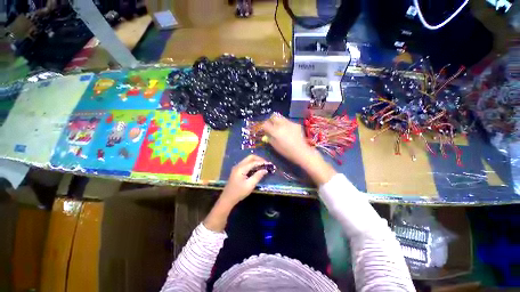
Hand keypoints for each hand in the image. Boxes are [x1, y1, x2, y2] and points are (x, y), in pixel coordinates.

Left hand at [220, 155, 268, 204]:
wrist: (227, 198)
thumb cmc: (239, 193)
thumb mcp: (250, 185)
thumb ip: (258, 176)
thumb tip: (265, 170)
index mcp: (241, 168)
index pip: (253, 162)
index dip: (262, 162)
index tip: (270, 164)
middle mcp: (239, 165)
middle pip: (250, 157)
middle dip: (259, 159)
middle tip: (266, 164)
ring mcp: (237, 167)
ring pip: (248, 160)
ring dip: (256, 161)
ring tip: (263, 166)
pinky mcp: (237, 170)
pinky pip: (246, 163)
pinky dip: (252, 164)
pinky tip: (257, 169)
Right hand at [261, 114, 314, 166]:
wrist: (301, 151)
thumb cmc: (286, 151)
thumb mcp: (274, 145)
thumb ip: (269, 137)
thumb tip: (266, 132)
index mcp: (275, 131)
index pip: (265, 124)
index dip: (264, 126)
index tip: (265, 129)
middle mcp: (282, 124)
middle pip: (273, 116)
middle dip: (271, 120)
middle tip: (271, 125)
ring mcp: (290, 123)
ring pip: (281, 118)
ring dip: (278, 121)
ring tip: (280, 128)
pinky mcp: (296, 124)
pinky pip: (288, 121)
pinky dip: (286, 125)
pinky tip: (289, 131)